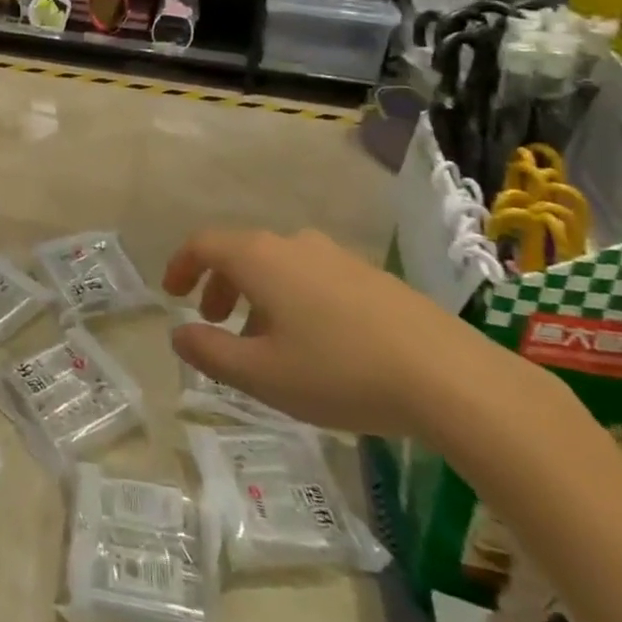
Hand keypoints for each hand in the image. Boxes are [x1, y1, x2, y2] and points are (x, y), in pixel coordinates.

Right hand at [164, 228, 522, 438]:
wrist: (449, 377)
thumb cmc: (340, 372)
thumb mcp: (262, 374)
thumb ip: (210, 352)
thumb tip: (178, 333)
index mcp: (260, 258)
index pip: (204, 244)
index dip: (180, 265)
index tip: (171, 294)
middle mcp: (294, 244)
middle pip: (241, 252)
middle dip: (219, 285)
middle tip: (214, 323)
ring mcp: (336, 256)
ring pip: (278, 266)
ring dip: (256, 295)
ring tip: (262, 342)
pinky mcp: (370, 276)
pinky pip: (311, 277)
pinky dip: (291, 299)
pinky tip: (313, 344)